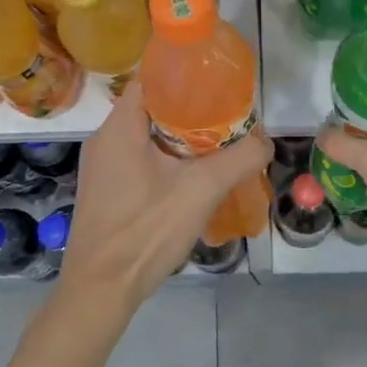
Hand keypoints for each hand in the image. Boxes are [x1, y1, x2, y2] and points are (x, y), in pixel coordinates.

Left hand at [57, 78, 273, 311]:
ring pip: (147, 136)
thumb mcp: (201, 190)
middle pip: (152, 108)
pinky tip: (192, 178)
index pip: (151, 79)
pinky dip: (167, 160)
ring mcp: (102, 167)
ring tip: (217, 146)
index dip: (184, 76)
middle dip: (191, 111)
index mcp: (119, 127)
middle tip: (227, 118)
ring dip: (181, 139)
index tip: (218, 84)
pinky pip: (139, 160)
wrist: (100, 291)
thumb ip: (239, 159)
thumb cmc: (145, 231)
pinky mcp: (105, 191)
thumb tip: (266, 142)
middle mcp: (105, 139)